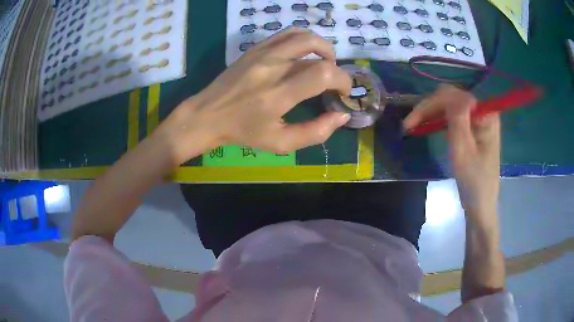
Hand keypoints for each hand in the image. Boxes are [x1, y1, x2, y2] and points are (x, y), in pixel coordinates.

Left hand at [156, 28, 351, 163]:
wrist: (207, 115)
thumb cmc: (243, 132)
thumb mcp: (280, 143)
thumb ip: (315, 132)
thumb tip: (342, 116)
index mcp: (278, 95)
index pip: (323, 73)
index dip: (342, 80)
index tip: (343, 92)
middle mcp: (272, 68)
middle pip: (318, 51)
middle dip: (336, 66)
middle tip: (333, 81)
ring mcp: (262, 53)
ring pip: (304, 35)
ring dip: (322, 47)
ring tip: (323, 63)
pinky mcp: (255, 48)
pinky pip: (286, 34)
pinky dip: (303, 40)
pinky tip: (303, 54)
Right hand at [404, 85, 500, 225]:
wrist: (481, 205)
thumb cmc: (473, 181)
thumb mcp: (463, 149)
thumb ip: (458, 117)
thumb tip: (451, 93)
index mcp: (485, 114)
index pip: (454, 96)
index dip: (431, 104)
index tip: (411, 121)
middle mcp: (483, 112)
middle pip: (451, 98)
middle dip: (429, 107)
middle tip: (409, 123)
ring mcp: (478, 120)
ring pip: (450, 106)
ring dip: (431, 112)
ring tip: (414, 125)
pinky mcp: (473, 129)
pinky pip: (454, 116)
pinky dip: (439, 119)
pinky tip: (428, 125)